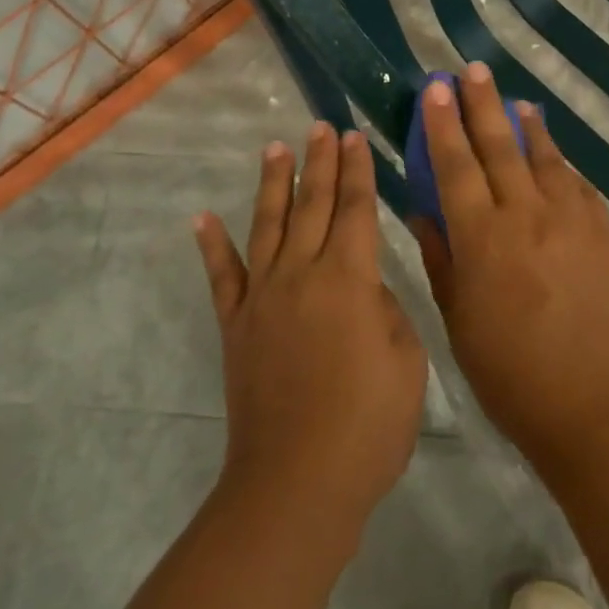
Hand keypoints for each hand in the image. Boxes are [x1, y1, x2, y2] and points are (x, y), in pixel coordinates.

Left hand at [195, 122, 427, 534]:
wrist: (298, 481)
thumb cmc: (368, 425)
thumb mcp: (406, 360)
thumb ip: (385, 309)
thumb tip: (362, 287)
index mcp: (348, 279)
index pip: (354, 209)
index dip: (357, 171)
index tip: (354, 137)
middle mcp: (301, 274)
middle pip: (312, 205)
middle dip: (319, 162)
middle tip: (321, 127)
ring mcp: (262, 298)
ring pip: (268, 226)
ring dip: (273, 184)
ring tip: (274, 148)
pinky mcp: (235, 325)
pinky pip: (221, 276)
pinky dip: (211, 245)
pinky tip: (203, 218)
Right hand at [410, 64, 608, 480]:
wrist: (597, 408)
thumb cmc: (512, 375)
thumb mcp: (459, 321)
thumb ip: (441, 258)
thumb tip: (423, 210)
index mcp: (483, 239)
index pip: (455, 166)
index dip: (442, 125)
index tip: (434, 90)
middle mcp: (527, 216)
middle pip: (500, 147)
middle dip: (482, 105)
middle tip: (471, 71)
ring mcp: (572, 222)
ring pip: (545, 159)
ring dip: (527, 126)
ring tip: (514, 100)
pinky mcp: (604, 235)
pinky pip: (579, 186)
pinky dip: (562, 164)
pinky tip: (555, 156)